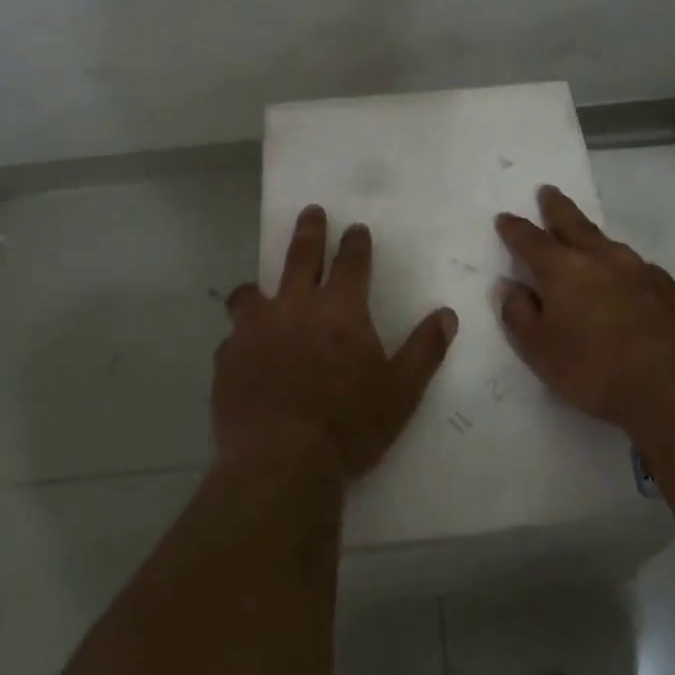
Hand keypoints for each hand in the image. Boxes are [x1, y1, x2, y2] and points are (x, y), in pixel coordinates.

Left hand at [215, 204, 457, 482]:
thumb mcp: (401, 391)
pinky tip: (242, 354)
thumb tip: (447, 315)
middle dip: (309, 231)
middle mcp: (296, 307)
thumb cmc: (349, 425)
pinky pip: (231, 338)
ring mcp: (255, 330)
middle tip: (311, 212)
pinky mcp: (227, 358)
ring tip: (257, 290)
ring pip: (252, 292)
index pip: (351, 262)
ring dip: (259, 286)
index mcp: (340, 310)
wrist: (281, 462)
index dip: (355, 243)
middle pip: (301, 256)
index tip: (355, 229)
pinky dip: (240, 339)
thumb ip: (425, 350)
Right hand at [495, 185, 674, 432]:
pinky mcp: (670, 289)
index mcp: (563, 268)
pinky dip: (624, 270)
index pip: (530, 240)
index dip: (515, 229)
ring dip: (592, 239)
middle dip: (557, 207)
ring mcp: (640, 269)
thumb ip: (519, 314)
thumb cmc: (595, 369)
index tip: (504, 217)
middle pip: (573, 223)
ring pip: (608, 244)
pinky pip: (638, 270)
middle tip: (548, 191)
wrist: (674, 385)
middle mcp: (601, 257)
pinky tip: (627, 283)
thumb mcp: (539, 350)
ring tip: (586, 240)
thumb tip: (510, 286)